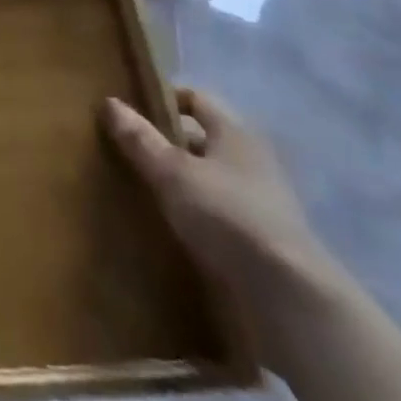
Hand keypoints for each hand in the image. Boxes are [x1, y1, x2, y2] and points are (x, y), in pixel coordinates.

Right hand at [103, 90, 343, 369]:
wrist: (290, 300)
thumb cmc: (229, 216)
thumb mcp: (173, 173)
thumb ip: (141, 140)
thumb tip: (109, 101)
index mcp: (235, 132)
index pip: (196, 99)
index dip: (164, 99)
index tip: (131, 110)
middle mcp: (252, 160)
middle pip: (202, 141)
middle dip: (167, 145)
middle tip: (126, 153)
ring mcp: (262, 205)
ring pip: (210, 182)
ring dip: (181, 186)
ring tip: (140, 195)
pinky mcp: (263, 246)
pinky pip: (219, 220)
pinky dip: (196, 221)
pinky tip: (169, 233)